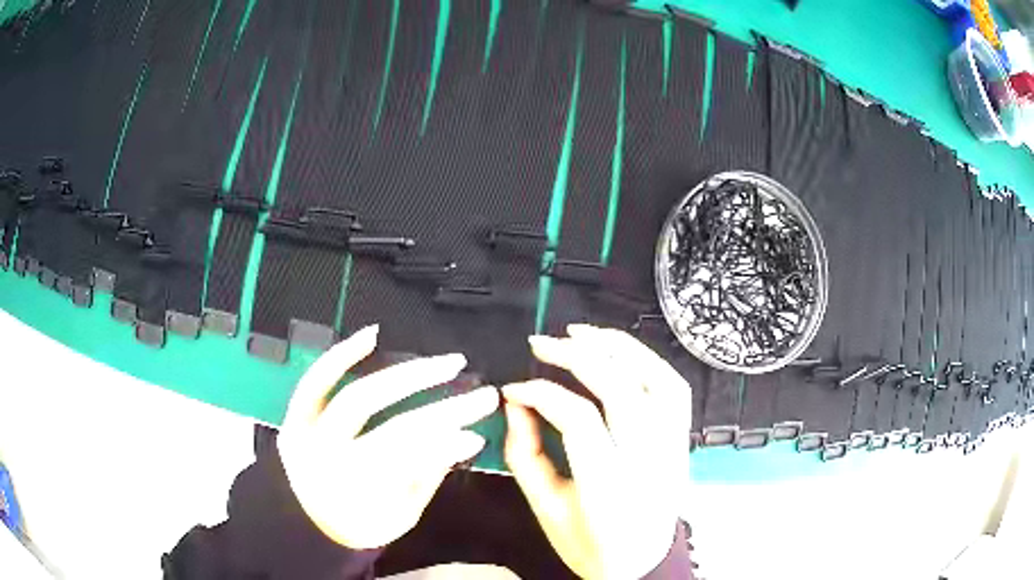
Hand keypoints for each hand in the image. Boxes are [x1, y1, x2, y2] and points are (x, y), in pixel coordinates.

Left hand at [278, 325, 499, 548]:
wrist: (306, 522)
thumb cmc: (360, 524)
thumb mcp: (399, 516)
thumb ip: (426, 477)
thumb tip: (464, 438)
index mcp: (356, 494)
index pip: (410, 463)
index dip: (446, 446)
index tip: (479, 433)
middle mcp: (328, 461)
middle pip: (392, 429)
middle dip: (442, 409)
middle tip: (480, 393)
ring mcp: (307, 433)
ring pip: (358, 396)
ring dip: (408, 376)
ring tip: (447, 363)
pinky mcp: (295, 415)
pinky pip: (315, 380)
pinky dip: (342, 355)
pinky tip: (372, 335)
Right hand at [503, 324, 691, 579]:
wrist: (640, 563)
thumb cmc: (589, 544)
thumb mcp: (545, 509)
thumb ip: (525, 456)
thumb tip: (517, 404)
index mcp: (608, 488)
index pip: (578, 419)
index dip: (541, 393)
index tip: (515, 388)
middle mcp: (648, 462)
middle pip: (620, 389)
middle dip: (576, 356)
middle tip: (542, 343)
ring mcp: (673, 448)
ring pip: (655, 379)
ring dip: (618, 346)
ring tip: (582, 332)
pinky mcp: (683, 441)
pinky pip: (675, 388)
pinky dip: (648, 360)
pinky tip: (621, 350)